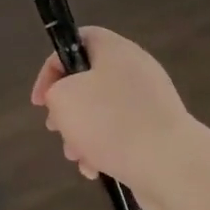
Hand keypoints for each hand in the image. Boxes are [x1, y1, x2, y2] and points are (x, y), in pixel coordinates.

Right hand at [30, 26, 197, 209]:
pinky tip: (96, 169)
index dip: (52, 66)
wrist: (169, 164)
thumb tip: (66, 100)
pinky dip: (105, 149)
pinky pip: (122, 134)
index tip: (41, 100)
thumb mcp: (64, 99)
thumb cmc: (111, 122)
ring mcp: (151, 101)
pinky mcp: (158, 131)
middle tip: (56, 128)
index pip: (78, 39)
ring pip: (104, 111)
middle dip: (67, 108)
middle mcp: (136, 69)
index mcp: (116, 50)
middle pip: (89, 80)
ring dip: (82, 134)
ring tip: (77, 157)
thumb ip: (55, 91)